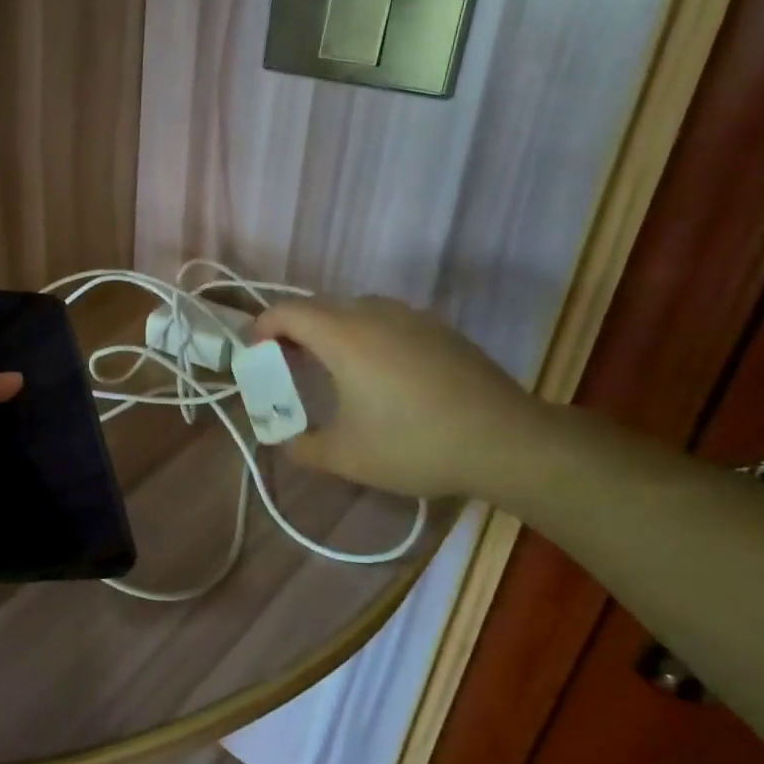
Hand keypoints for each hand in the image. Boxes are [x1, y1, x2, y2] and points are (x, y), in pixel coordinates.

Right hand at [252, 297, 550, 500]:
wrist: (506, 441)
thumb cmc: (414, 444)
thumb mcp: (345, 457)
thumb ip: (301, 447)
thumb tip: (283, 441)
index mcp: (343, 336)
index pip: (286, 311)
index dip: (261, 328)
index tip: (256, 356)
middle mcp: (373, 314)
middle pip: (317, 306)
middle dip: (292, 330)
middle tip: (286, 364)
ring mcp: (411, 317)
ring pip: (353, 309)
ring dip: (329, 330)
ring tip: (329, 367)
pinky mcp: (439, 329)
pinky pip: (385, 319)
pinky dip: (364, 334)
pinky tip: (378, 373)